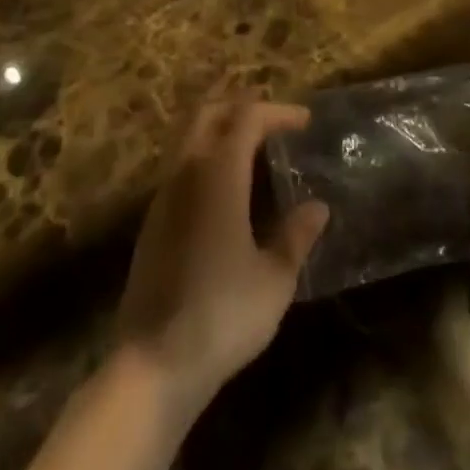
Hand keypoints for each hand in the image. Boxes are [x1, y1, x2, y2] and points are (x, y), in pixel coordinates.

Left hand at [115, 99, 329, 419]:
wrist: (152, 364)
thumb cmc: (222, 315)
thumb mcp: (274, 279)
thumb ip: (296, 236)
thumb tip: (318, 207)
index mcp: (219, 173)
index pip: (247, 117)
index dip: (277, 111)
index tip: (304, 120)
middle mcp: (187, 171)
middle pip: (209, 113)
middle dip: (241, 105)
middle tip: (273, 117)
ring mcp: (164, 195)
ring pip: (189, 136)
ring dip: (220, 127)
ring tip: (252, 144)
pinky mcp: (152, 220)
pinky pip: (180, 164)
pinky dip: (205, 154)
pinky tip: (224, 184)